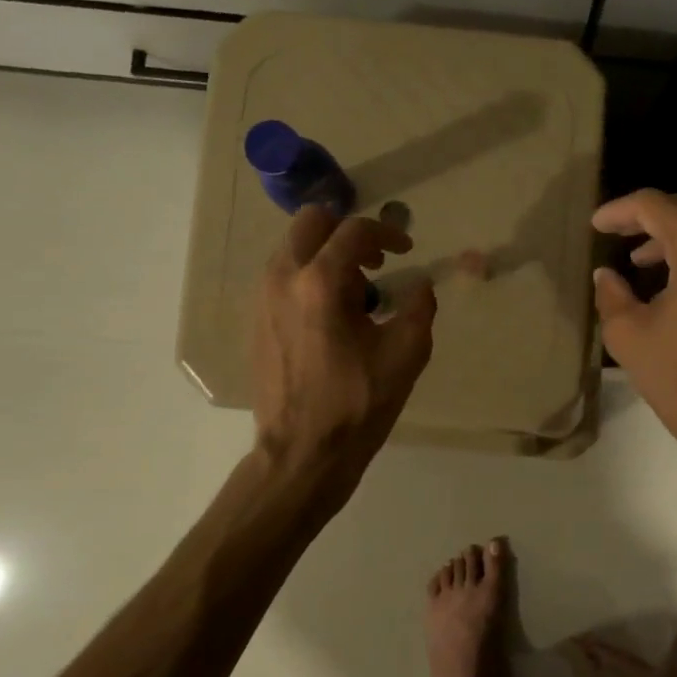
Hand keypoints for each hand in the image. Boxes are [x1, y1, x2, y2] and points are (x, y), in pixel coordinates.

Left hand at [253, 205, 435, 471]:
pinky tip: (333, 317)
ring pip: (293, 248)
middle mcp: (282, 279)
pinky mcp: (256, 321)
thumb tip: (420, 286)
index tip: (407, 250)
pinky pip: (283, 277)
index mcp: (320, 283)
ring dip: (327, 255)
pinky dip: (309, 278)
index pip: (353, 230)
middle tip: (375, 261)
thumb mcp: (405, 355)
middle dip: (347, 233)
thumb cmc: (357, 404)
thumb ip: (419, 308)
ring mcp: (262, 300)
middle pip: (310, 222)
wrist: (302, 453)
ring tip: (357, 294)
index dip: (387, 232)